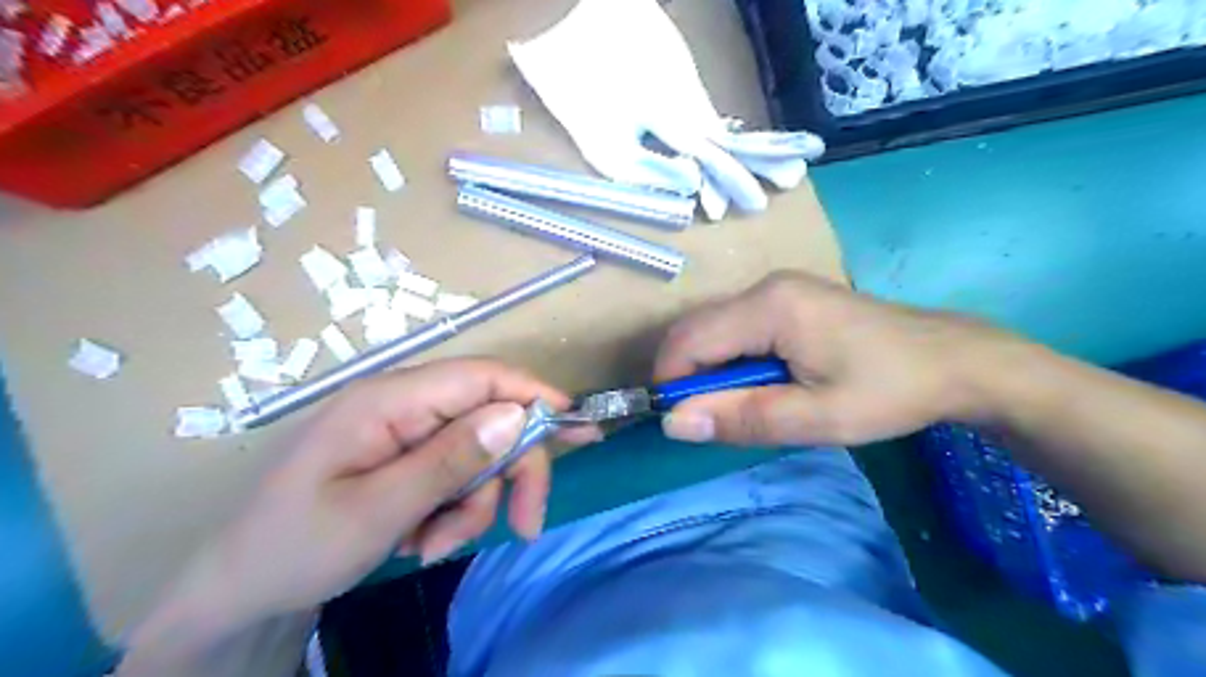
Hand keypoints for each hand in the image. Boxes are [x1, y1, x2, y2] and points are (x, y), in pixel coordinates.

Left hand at [126, 359, 592, 670]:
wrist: (236, 588)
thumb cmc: (295, 546)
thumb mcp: (379, 510)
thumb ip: (450, 460)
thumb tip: (515, 416)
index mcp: (389, 400)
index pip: (481, 376)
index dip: (534, 395)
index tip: (577, 429)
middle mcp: (403, 404)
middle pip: (489, 418)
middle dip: (510, 473)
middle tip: (526, 525)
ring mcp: (404, 430)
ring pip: (478, 454)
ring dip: (474, 503)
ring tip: (434, 546)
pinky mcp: (406, 456)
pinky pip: (455, 473)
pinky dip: (454, 509)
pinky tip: (424, 539)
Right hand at [657, 269, 1010, 450]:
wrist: (954, 361)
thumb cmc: (888, 391)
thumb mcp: (816, 418)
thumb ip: (742, 417)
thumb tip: (673, 423)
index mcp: (768, 307)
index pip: (689, 341)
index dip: (671, 382)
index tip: (682, 422)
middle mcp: (764, 287)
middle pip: (696, 330)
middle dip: (689, 376)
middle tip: (715, 418)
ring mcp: (777, 288)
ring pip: (714, 328)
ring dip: (712, 369)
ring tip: (744, 404)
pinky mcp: (789, 298)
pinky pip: (737, 326)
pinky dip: (732, 358)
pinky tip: (763, 382)